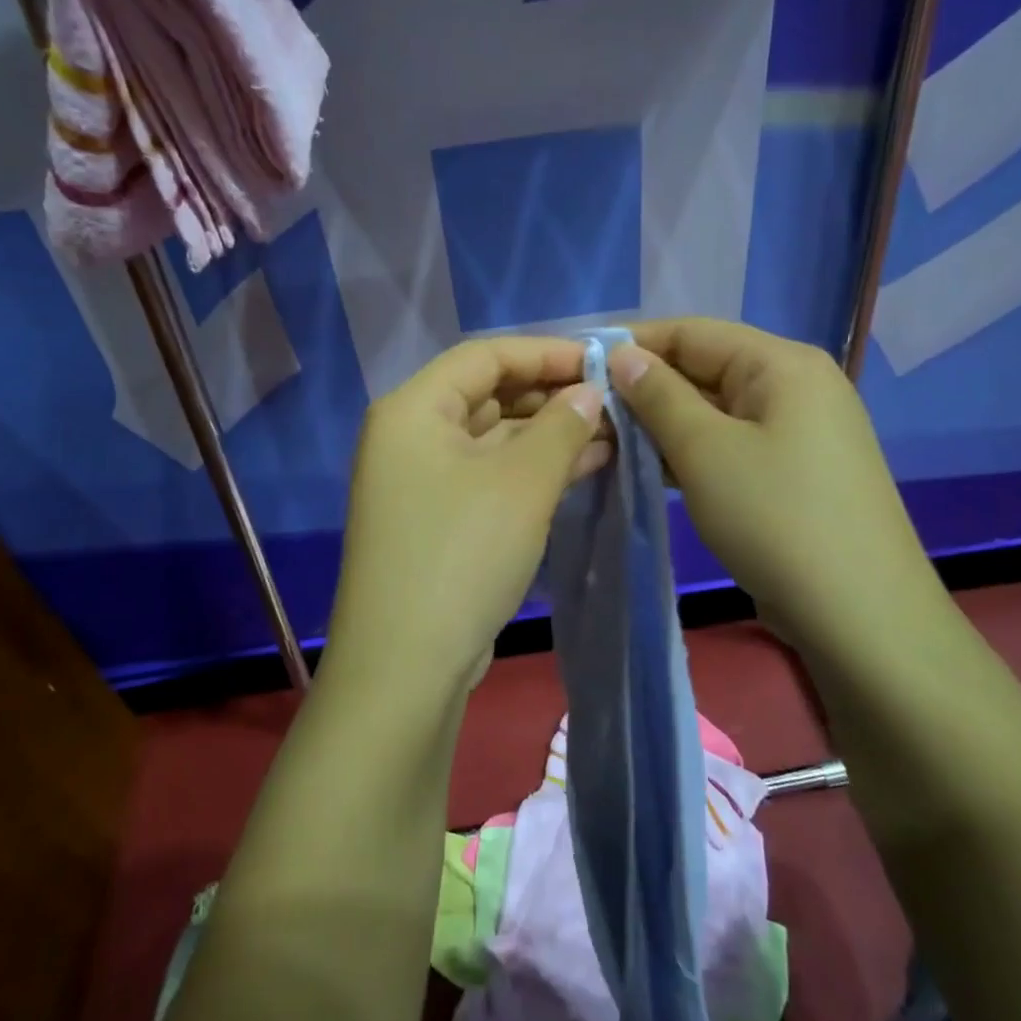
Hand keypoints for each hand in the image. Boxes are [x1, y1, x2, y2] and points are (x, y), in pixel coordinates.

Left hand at [326, 337, 608, 691]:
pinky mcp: (438, 520)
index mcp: (414, 410)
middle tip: (613, 403)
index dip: (545, 353)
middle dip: (551, 396)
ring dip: (548, 436)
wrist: (406, 666)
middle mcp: (410, 437)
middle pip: (487, 395)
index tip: (603, 362)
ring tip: (611, 434)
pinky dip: (532, 470)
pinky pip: (490, 476)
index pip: (484, 357)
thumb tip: (590, 393)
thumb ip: (562, 427)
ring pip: (493, 439)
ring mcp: (421, 481)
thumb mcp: (521, 483)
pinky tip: (585, 467)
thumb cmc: (461, 555)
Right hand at [609, 319, 941, 651]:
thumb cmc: (776, 519)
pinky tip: (650, 467)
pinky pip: (732, 442)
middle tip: (588, 412)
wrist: (861, 616)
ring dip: (664, 422)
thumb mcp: (704, 451)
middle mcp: (796, 385)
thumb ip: (658, 395)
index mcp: (781, 364)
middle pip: (706, 368)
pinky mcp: (794, 469)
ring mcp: (799, 430)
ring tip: (609, 439)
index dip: (633, 343)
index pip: (693, 332)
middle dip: (646, 387)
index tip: (579, 364)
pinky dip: (692, 450)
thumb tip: (621, 355)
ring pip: (716, 409)